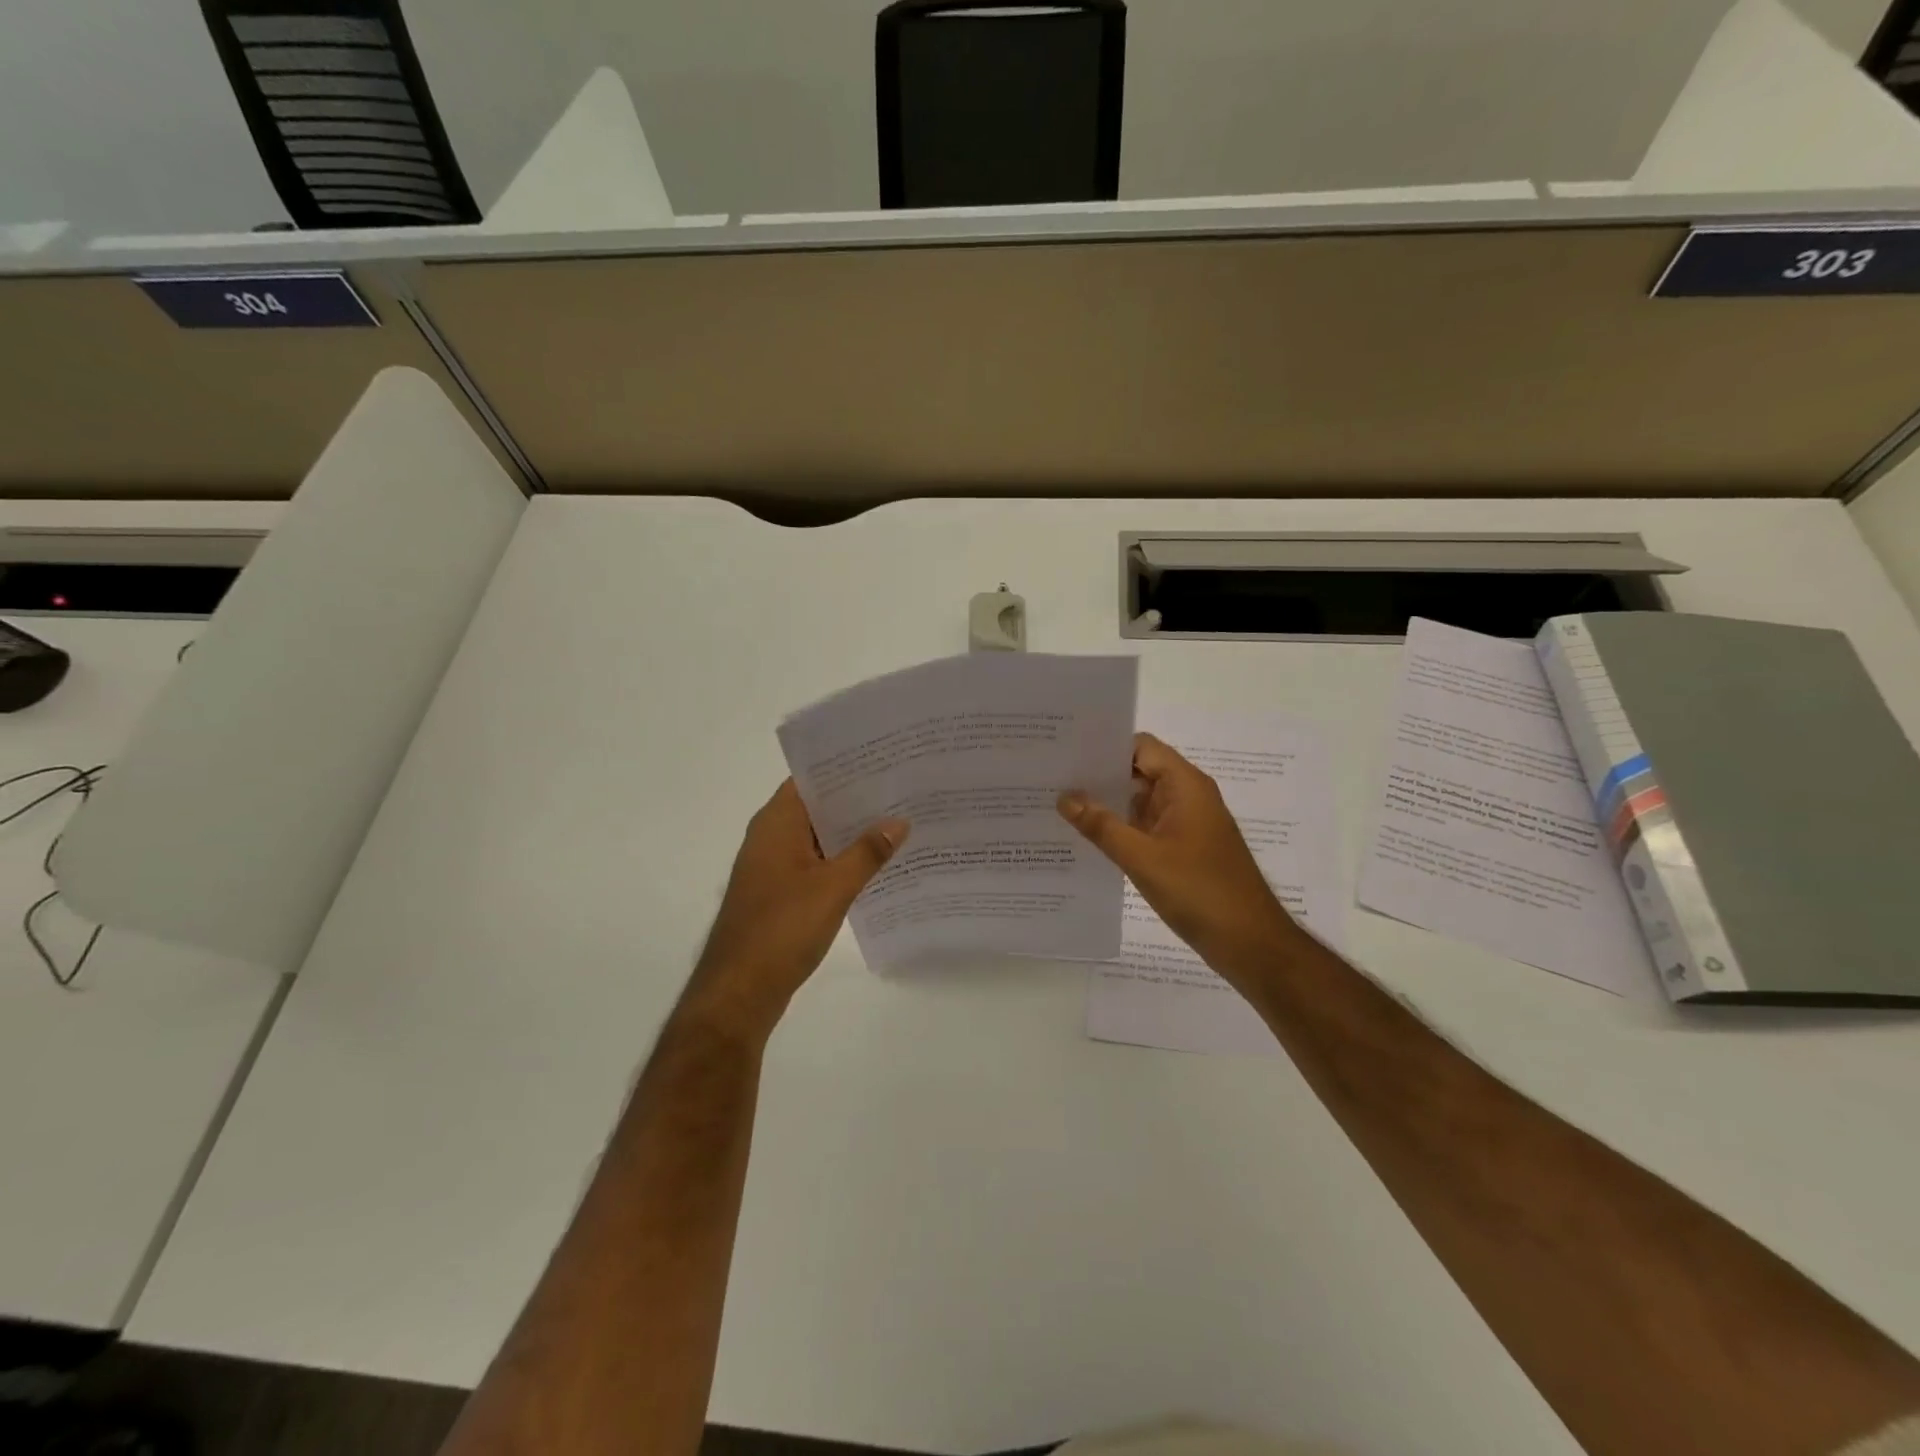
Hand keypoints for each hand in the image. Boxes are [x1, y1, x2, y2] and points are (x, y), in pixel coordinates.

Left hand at [685, 780, 908, 1039]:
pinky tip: (875, 865)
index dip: (845, 767)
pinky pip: (815, 864)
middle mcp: (771, 837)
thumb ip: (868, 852)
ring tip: (898, 822)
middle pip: (817, 807)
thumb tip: (899, 820)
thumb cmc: (782, 929)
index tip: (884, 761)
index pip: (811, 778)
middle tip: (902, 790)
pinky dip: (841, 860)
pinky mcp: (779, 893)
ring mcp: (772, 867)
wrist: (740, 991)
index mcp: (776, 823)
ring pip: (818, 837)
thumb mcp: (834, 887)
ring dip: (850, 832)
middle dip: (856, 800)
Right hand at [1059, 733, 1300, 989]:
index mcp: (1185, 786)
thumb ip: (1101, 825)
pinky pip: (1147, 826)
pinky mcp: (1184, 848)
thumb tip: (1065, 796)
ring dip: (1108, 803)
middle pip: (1139, 771)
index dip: (1105, 746)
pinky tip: (1088, 838)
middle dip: (1100, 775)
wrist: (1250, 943)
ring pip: (1141, 800)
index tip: (1067, 752)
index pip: (1141, 747)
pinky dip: (1121, 828)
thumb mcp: (1142, 858)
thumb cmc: (1199, 891)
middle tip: (1053, 778)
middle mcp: (1188, 796)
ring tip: (1061, 805)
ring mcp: (1187, 823)